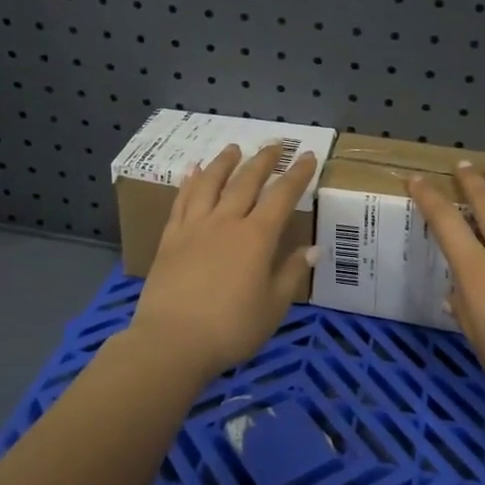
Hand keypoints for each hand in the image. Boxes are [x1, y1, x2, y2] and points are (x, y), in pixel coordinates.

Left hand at [126, 142, 319, 381]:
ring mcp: (194, 227)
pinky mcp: (170, 238)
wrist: (171, 341)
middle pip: (246, 181)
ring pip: (211, 183)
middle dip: (263, 160)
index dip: (297, 174)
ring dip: (224, 162)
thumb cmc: (231, 329)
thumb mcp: (273, 307)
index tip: (306, 156)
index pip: (282, 196)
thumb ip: (291, 273)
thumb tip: (313, 249)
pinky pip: (182, 201)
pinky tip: (192, 170)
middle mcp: (226, 222)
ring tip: (233, 148)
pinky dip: (189, 182)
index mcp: (257, 237)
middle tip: (275, 143)